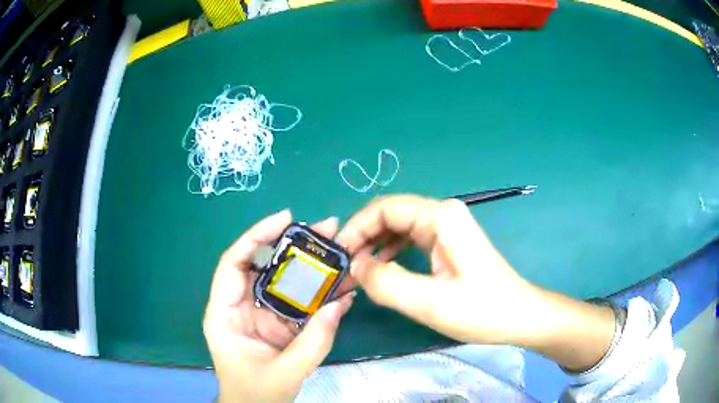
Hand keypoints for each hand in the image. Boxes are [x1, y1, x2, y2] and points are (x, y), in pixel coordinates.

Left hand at [203, 210, 354, 402]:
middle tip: (326, 228)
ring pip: (284, 282)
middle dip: (293, 245)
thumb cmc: (256, 393)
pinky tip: (343, 287)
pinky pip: (299, 303)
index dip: (256, 237)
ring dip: (312, 267)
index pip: (234, 264)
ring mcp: (262, 314)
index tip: (286, 218)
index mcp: (225, 314)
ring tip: (341, 251)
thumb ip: (313, 342)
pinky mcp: (279, 324)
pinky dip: (320, 295)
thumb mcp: (284, 373)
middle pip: (263, 265)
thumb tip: (339, 305)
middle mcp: (241, 306)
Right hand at [336, 195, 531, 344]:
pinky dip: (392, 252)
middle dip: (363, 237)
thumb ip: (385, 282)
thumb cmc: (481, 310)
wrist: (519, 315)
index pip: (384, 208)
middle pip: (390, 214)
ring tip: (358, 270)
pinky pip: (411, 239)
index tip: (337, 254)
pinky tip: (382, 269)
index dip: (356, 227)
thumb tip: (355, 266)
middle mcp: (442, 213)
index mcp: (440, 217)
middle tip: (344, 266)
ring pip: (399, 227)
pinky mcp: (448, 242)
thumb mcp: (429, 302)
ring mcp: (447, 226)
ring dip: (375, 245)